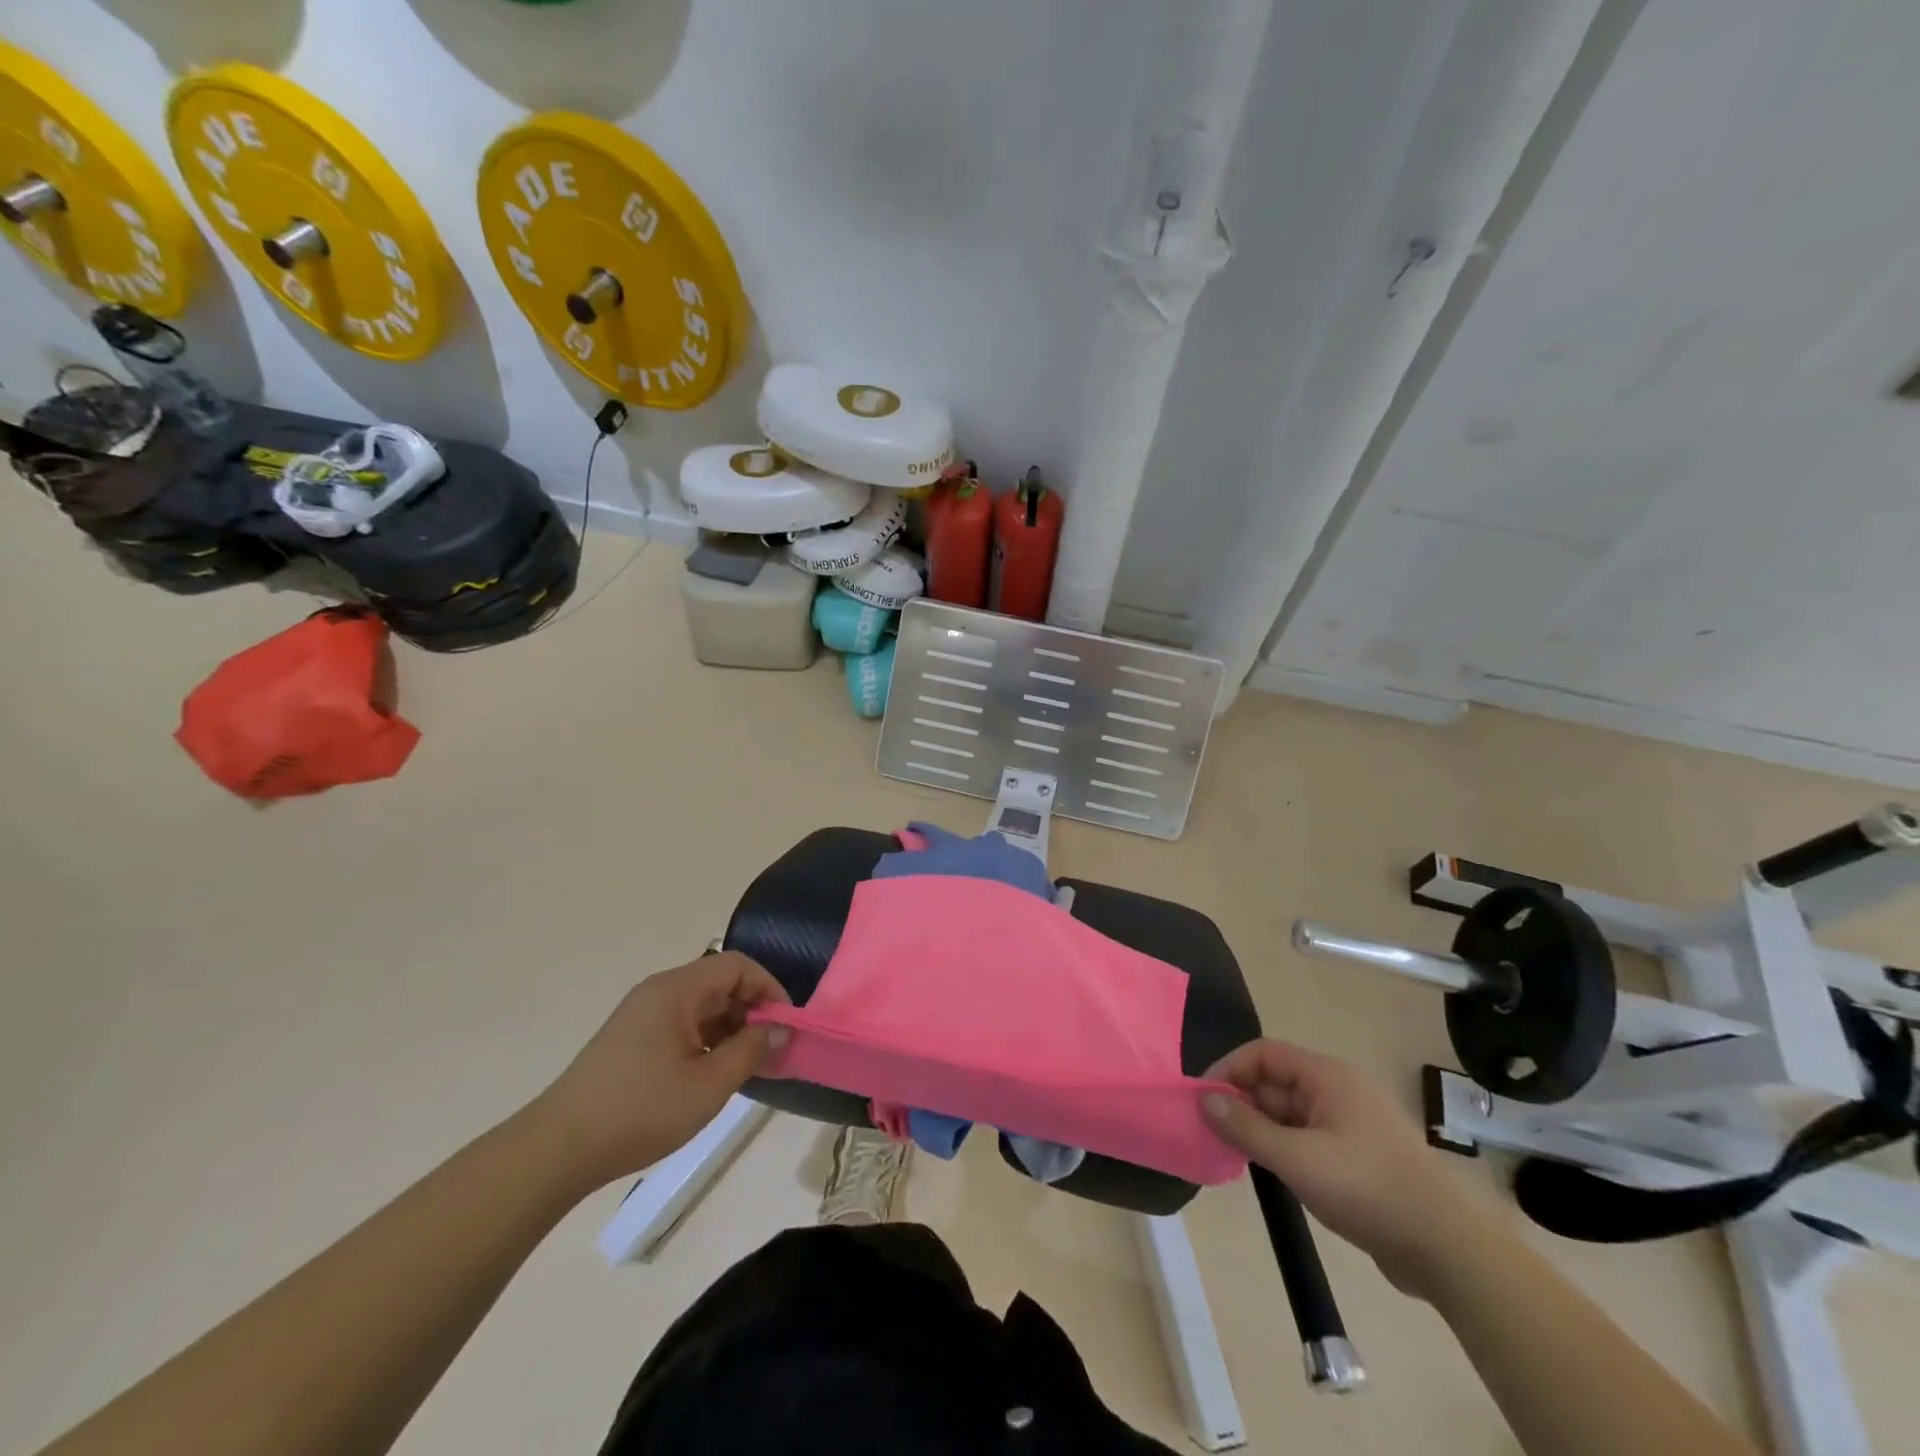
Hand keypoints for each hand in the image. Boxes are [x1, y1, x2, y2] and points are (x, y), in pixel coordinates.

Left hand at [532, 953, 789, 1192]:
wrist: (558, 1150)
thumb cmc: (640, 1111)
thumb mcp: (708, 1084)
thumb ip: (751, 1050)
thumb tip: (780, 1029)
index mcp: (676, 990)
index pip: (738, 966)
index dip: (769, 988)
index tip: (786, 1025)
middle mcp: (659, 992)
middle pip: (720, 984)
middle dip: (752, 1011)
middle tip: (771, 1050)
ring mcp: (642, 1015)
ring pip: (702, 1007)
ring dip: (731, 1029)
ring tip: (748, 1067)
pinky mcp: (632, 1040)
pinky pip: (683, 1025)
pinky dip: (707, 1042)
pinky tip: (714, 1075)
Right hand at [1202, 1040, 1493, 1298]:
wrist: (1447, 1249)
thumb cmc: (1368, 1188)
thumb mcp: (1297, 1159)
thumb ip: (1246, 1128)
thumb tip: (1204, 1099)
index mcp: (1326, 1077)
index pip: (1263, 1054)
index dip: (1229, 1069)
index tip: (1203, 1099)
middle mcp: (1336, 1091)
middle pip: (1274, 1082)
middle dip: (1241, 1102)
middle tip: (1211, 1132)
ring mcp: (1348, 1125)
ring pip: (1288, 1113)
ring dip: (1259, 1128)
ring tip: (1231, 1153)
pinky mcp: (1355, 1157)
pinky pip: (1305, 1139)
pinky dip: (1281, 1148)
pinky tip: (1267, 1171)